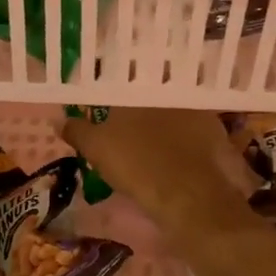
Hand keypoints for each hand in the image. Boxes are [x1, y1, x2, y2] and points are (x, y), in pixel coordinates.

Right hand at [60, 107, 250, 236]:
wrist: (187, 195)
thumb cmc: (136, 164)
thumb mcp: (96, 148)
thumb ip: (77, 130)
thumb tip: (58, 120)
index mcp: (140, 89)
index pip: (123, 81)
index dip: (113, 91)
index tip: (107, 103)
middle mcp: (171, 92)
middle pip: (151, 94)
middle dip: (141, 104)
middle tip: (128, 122)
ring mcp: (198, 112)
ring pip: (175, 111)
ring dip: (165, 120)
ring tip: (151, 140)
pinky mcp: (216, 134)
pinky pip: (194, 131)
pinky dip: (185, 140)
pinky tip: (176, 155)